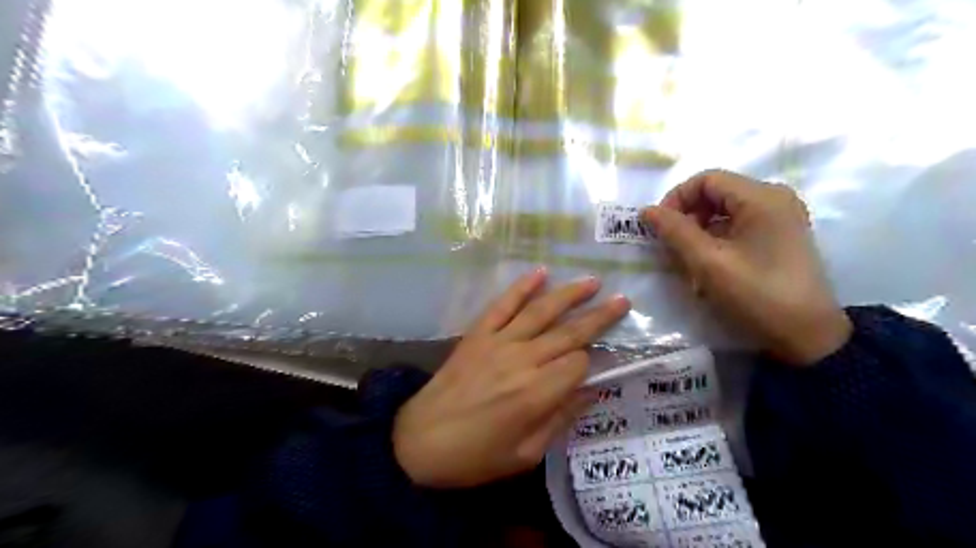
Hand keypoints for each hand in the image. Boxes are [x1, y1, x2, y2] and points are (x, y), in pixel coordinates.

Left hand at [392, 270, 629, 486]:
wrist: (418, 441)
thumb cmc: (475, 456)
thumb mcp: (525, 455)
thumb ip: (560, 419)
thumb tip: (591, 392)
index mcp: (536, 394)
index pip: (578, 364)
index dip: (590, 363)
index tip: (591, 367)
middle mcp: (522, 360)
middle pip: (569, 332)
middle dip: (599, 317)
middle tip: (622, 300)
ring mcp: (498, 342)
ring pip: (541, 312)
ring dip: (569, 295)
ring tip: (592, 281)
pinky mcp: (477, 334)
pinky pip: (502, 305)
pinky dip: (521, 287)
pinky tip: (540, 272)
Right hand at [646, 170, 851, 366]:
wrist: (808, 337)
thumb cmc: (756, 295)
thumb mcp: (708, 263)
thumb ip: (675, 231)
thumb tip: (647, 210)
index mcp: (761, 197)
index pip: (706, 180)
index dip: (676, 199)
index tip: (659, 228)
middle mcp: (774, 198)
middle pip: (716, 194)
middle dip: (687, 217)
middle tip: (671, 247)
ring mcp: (780, 218)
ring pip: (725, 212)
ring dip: (699, 231)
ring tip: (688, 260)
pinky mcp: (780, 237)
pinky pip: (738, 227)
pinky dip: (716, 240)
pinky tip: (709, 266)